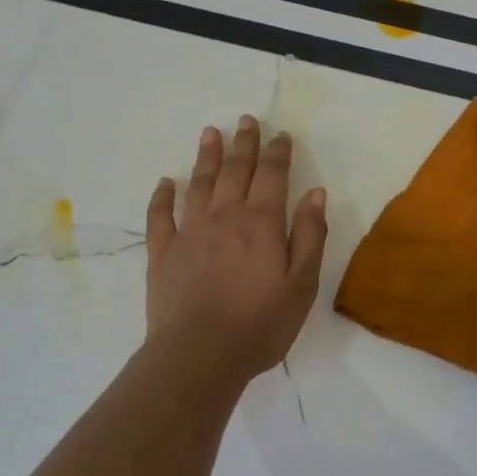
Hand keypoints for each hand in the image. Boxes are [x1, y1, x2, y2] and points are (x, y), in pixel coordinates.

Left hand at [145, 115, 328, 383]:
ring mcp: (190, 231)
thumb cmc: (260, 324)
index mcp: (261, 222)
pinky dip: (162, 196)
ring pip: (199, 184)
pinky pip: (160, 215)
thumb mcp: (301, 284)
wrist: (199, 355)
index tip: (280, 134)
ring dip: (206, 157)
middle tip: (246, 120)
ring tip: (210, 133)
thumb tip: (316, 193)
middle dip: (243, 143)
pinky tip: (165, 183)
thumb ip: (310, 235)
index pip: (272, 175)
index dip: (278, 152)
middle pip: (235, 170)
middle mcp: (225, 216)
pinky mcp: (163, 252)